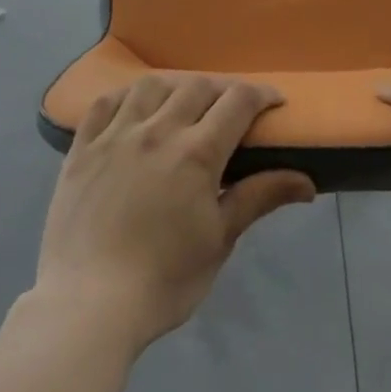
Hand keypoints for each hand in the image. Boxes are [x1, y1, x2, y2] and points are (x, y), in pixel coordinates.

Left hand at [34, 75, 316, 353]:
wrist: (87, 305)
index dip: (261, 95)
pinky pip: (105, 102)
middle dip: (222, 90)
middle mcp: (157, 130)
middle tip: (231, 108)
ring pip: (151, 86)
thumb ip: (259, 198)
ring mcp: (115, 135)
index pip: (238, 102)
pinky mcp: (82, 148)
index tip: (274, 102)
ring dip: (176, 86)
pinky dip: (126, 94)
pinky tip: (134, 105)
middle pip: (197, 86)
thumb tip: (307, 181)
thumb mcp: (219, 240)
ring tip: (183, 102)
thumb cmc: (163, 280)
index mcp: (196, 152)